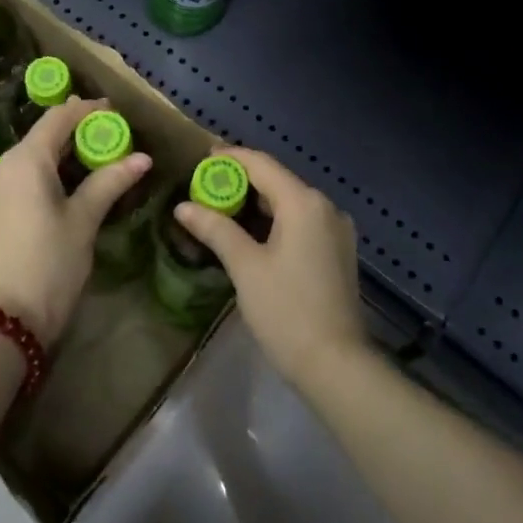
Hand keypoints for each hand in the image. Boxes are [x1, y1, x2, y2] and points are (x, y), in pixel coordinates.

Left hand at [0, 98, 150, 346]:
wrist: (3, 321)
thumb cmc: (50, 263)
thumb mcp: (84, 220)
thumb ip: (110, 182)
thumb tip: (142, 158)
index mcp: (25, 160)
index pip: (59, 118)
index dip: (88, 110)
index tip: (116, 113)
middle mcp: (2, 165)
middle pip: (43, 136)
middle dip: (77, 133)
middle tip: (113, 141)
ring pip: (30, 157)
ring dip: (62, 155)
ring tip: (96, 164)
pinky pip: (20, 177)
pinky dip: (45, 173)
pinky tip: (67, 187)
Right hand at [172, 146, 365, 389]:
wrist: (337, 365)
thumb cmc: (287, 311)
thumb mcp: (246, 268)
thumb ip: (216, 229)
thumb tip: (183, 207)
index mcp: (303, 202)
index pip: (262, 164)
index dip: (230, 158)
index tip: (202, 159)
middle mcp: (325, 207)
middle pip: (277, 181)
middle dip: (241, 181)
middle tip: (205, 188)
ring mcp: (336, 229)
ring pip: (290, 202)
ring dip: (257, 203)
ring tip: (222, 209)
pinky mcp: (338, 251)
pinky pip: (302, 221)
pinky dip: (275, 220)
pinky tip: (253, 234)